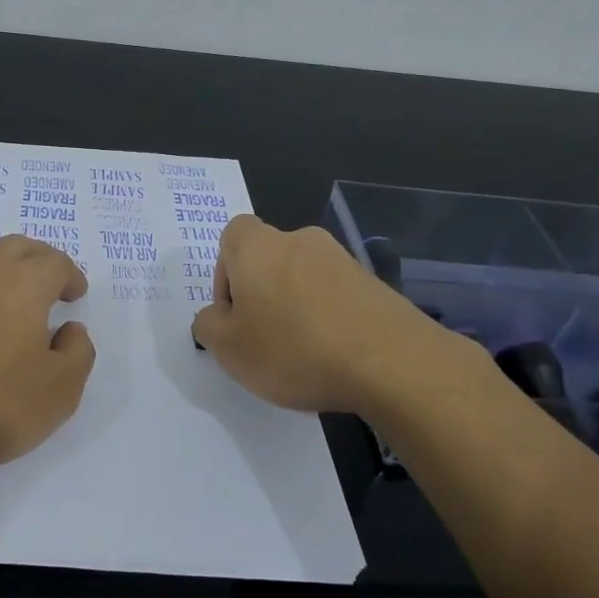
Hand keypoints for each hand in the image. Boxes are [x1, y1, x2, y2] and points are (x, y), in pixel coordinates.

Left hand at [0, 235, 95, 485]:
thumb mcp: (60, 390)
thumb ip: (77, 352)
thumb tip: (70, 330)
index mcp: (25, 284)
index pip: (55, 262)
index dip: (70, 276)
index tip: (75, 296)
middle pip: (17, 247)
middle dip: (39, 260)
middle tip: (49, 283)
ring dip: (2, 262)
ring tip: (11, 287)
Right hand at [191, 216, 479, 416]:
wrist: (390, 361)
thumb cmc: (292, 348)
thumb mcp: (229, 348)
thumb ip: (208, 326)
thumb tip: (215, 317)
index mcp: (258, 246)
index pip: (232, 236)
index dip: (225, 273)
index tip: (233, 313)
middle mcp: (300, 241)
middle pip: (268, 259)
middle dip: (261, 294)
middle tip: (262, 339)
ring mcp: (342, 260)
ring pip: (303, 278)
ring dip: (295, 307)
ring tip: (301, 354)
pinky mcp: (374, 285)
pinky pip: (335, 296)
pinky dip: (328, 319)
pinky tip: (333, 356)